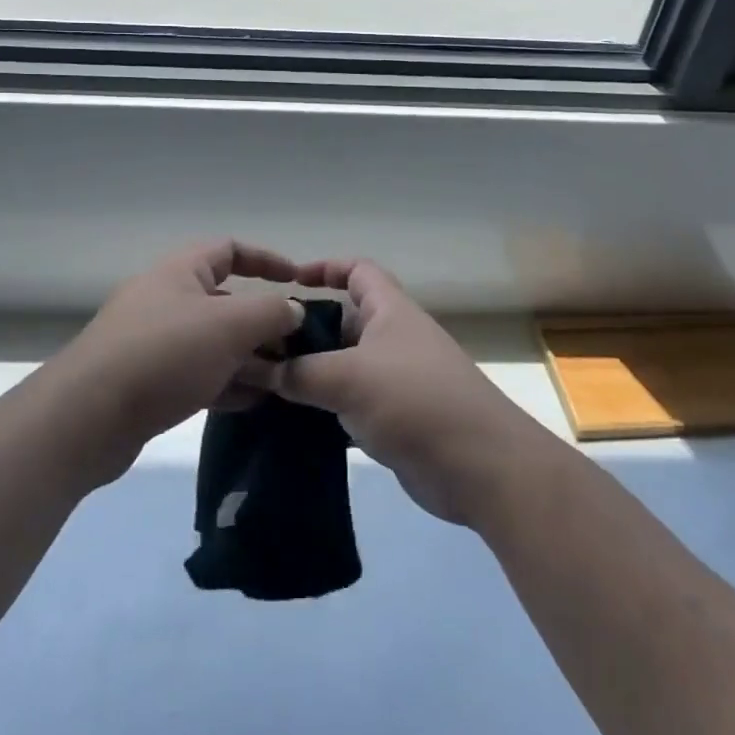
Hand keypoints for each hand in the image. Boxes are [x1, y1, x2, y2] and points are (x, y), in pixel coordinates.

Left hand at [48, 239, 302, 482]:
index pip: (229, 249)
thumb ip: (271, 312)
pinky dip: (226, 383)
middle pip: (224, 301)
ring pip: (212, 342)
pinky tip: (252, 403)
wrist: (86, 417)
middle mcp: (165, 299)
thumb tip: (293, 310)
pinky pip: (196, 374)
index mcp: (180, 272)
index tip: (297, 280)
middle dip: (262, 322)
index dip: (266, 260)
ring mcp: (153, 342)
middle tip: (296, 348)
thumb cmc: (164, 354)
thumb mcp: (229, 326)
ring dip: (248, 358)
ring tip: (283, 382)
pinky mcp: (146, 382)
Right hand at [267, 259, 543, 525]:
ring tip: (263, 386)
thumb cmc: (414, 400)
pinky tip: (291, 422)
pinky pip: (350, 403)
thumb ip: (298, 372)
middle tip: (260, 347)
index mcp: (390, 311)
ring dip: (309, 373)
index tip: (287, 282)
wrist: (480, 467)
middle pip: (343, 321)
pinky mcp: (394, 419)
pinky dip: (323, 408)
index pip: (357, 271)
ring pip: (342, 366)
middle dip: (304, 330)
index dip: (325, 267)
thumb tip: (254, 367)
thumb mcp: (348, 378)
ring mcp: (395, 380)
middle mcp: (393, 338)